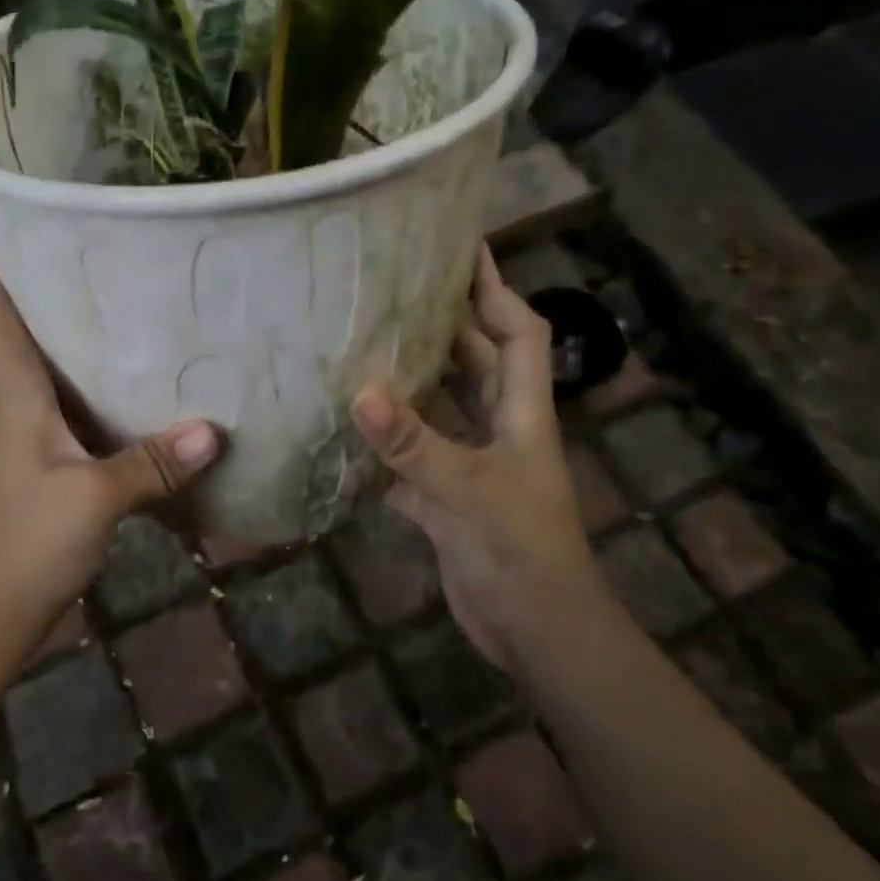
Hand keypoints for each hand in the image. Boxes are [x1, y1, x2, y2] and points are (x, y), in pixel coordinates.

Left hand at [0, 204, 221, 649]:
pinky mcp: (51, 451)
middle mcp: (16, 394)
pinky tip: (139, 363)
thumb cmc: (27, 542)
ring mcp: (32, 424)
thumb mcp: (94, 499)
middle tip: (72, 212)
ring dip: (65, 312)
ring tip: (114, 270)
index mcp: (13, 388)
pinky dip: (96, 368)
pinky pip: (74, 392)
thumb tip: (216, 429)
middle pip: (14, 313)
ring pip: (47, 351)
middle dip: (29, 261)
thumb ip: (153, 463)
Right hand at [351, 247, 612, 668]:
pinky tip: (343, 433)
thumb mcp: (468, 492)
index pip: (517, 333)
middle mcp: (497, 431)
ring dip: (405, 385)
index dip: (495, 289)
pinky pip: (408, 462)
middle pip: (472, 364)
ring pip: (437, 412)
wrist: (536, 633)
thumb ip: (413, 444)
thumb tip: (360, 390)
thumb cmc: (521, 553)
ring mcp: (470, 467)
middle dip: (442, 326)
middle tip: (390, 292)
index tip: (462, 248)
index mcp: (520, 414)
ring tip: (356, 349)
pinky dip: (382, 449)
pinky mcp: (444, 502)